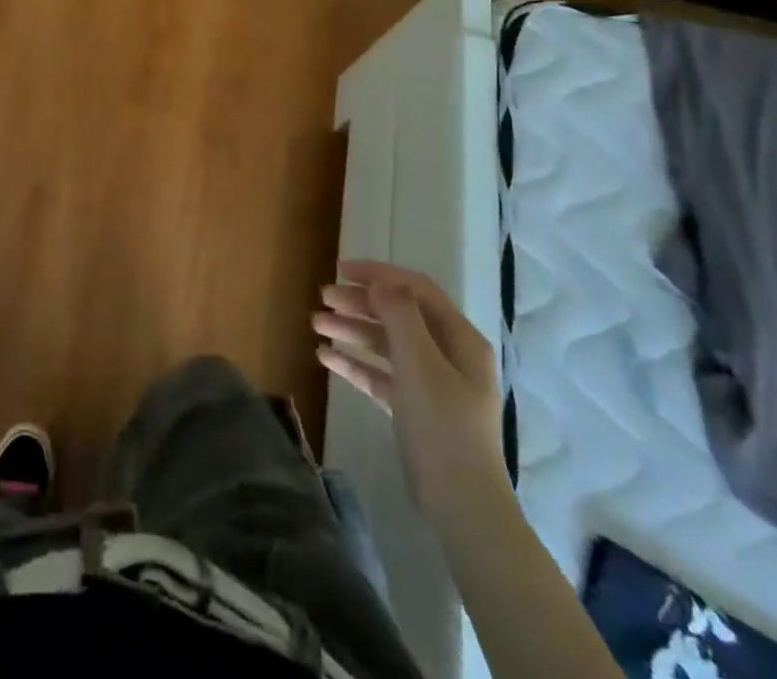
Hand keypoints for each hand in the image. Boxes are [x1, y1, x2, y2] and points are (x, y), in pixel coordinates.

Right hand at [314, 260, 503, 514]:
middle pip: (398, 314)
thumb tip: (380, 282)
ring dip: (352, 330)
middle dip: (359, 303)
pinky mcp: (414, 409)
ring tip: (315, 324)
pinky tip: (324, 357)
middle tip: (322, 298)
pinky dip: (354, 363)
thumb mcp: (419, 362)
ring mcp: (432, 383)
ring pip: (386, 343)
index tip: (340, 271)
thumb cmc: (442, 425)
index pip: (416, 289)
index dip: (379, 274)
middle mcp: (448, 354)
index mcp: (459, 338)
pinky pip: (380, 374)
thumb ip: (399, 314)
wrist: (460, 505)